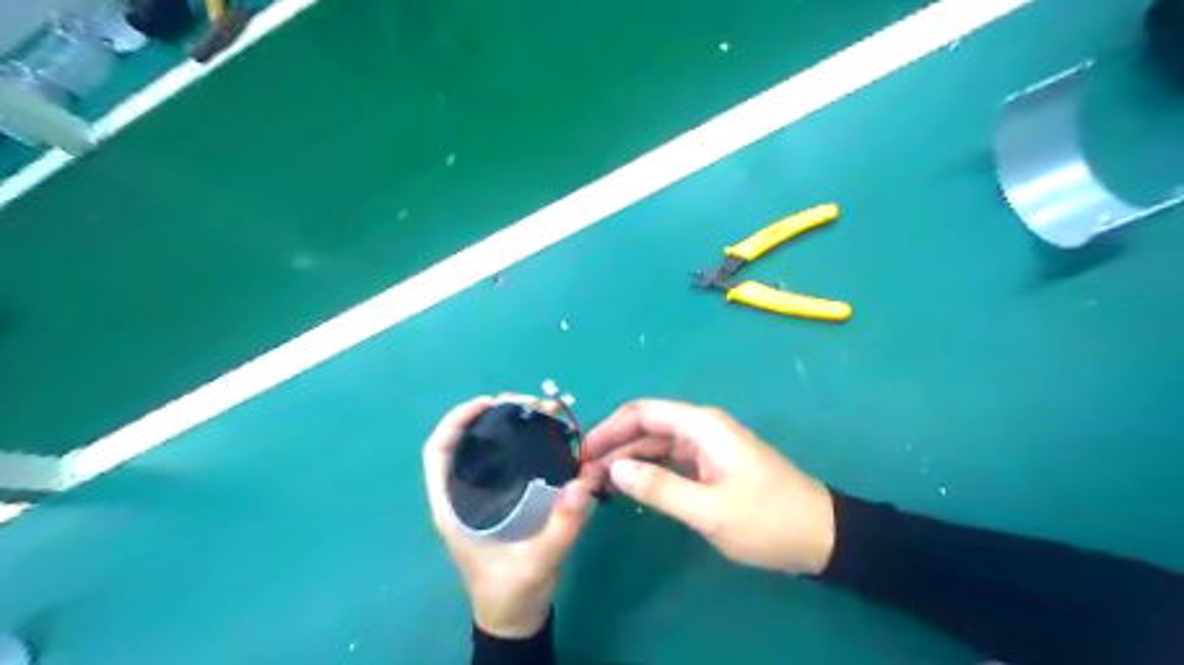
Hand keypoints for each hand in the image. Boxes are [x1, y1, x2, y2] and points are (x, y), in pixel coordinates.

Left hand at [421, 394, 596, 638]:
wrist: (516, 618)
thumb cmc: (513, 592)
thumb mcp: (539, 562)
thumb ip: (563, 525)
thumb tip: (585, 480)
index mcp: (454, 508)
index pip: (438, 453)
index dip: (456, 421)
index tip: (488, 402)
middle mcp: (462, 497)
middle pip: (464, 443)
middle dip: (491, 415)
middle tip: (527, 404)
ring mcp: (480, 498)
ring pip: (484, 449)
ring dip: (506, 425)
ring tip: (538, 412)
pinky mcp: (499, 501)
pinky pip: (503, 462)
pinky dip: (518, 442)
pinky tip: (541, 436)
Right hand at [588, 401, 835, 575]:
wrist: (820, 535)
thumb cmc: (766, 519)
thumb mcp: (709, 510)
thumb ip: (659, 487)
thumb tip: (614, 468)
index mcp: (701, 426)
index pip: (643, 412)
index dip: (609, 428)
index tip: (582, 452)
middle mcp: (701, 428)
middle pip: (646, 426)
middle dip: (614, 446)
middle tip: (584, 475)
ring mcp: (707, 446)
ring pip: (656, 444)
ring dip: (628, 460)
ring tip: (598, 483)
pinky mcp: (711, 464)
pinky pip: (670, 459)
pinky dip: (647, 470)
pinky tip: (630, 487)